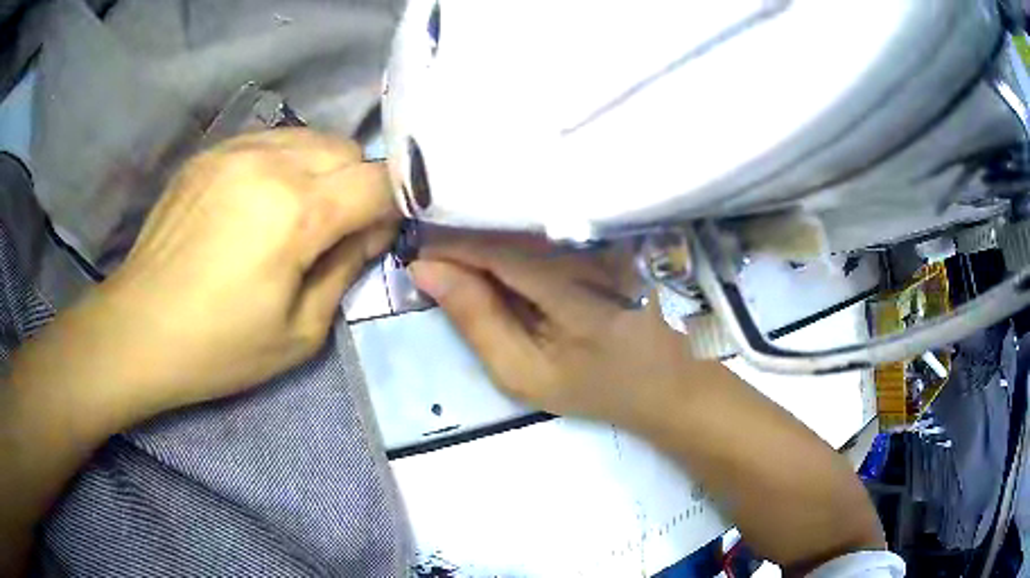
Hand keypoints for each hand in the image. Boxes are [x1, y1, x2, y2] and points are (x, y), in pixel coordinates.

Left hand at [14, 129, 397, 423]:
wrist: (138, 330)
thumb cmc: (218, 348)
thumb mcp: (301, 332)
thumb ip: (346, 270)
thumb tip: (369, 232)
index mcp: (295, 213)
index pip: (376, 182)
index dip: (390, 207)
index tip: (376, 235)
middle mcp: (269, 163)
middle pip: (346, 149)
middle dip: (357, 185)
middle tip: (337, 228)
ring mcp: (234, 149)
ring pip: (310, 137)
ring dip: (321, 170)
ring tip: (297, 213)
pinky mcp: (209, 153)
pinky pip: (269, 141)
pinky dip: (284, 163)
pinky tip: (260, 201)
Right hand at [409, 238, 701, 427]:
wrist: (665, 378)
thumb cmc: (596, 386)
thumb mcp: (525, 373)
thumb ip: (476, 320)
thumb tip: (427, 270)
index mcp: (571, 282)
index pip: (492, 243)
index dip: (447, 243)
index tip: (415, 254)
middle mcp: (589, 241)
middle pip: (507, 221)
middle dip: (462, 234)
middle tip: (433, 257)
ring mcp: (603, 231)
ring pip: (525, 218)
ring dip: (486, 232)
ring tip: (460, 254)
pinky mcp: (607, 230)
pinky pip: (547, 222)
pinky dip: (514, 233)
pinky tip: (500, 251)